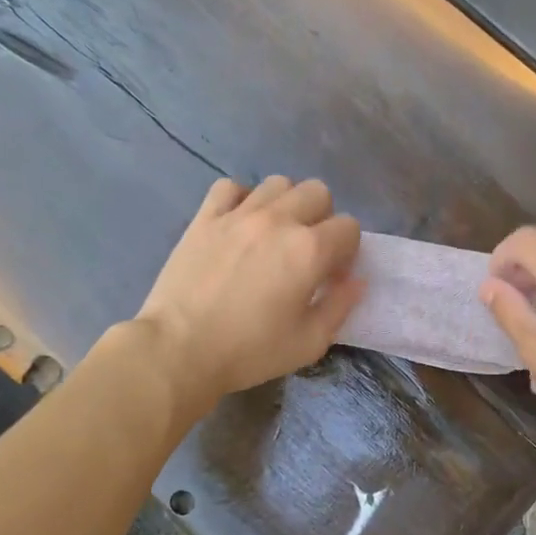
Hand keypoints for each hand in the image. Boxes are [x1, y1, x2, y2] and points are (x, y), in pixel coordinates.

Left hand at [135, 176, 362, 405]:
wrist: (179, 350)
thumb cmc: (249, 352)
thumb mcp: (309, 343)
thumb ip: (340, 306)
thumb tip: (356, 281)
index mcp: (309, 250)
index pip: (349, 227)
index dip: (347, 251)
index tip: (332, 275)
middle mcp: (278, 220)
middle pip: (317, 192)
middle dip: (322, 218)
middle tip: (306, 251)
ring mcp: (238, 214)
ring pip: (277, 182)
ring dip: (285, 204)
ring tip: (274, 234)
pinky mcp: (205, 217)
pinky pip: (230, 187)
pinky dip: (240, 199)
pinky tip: (238, 224)